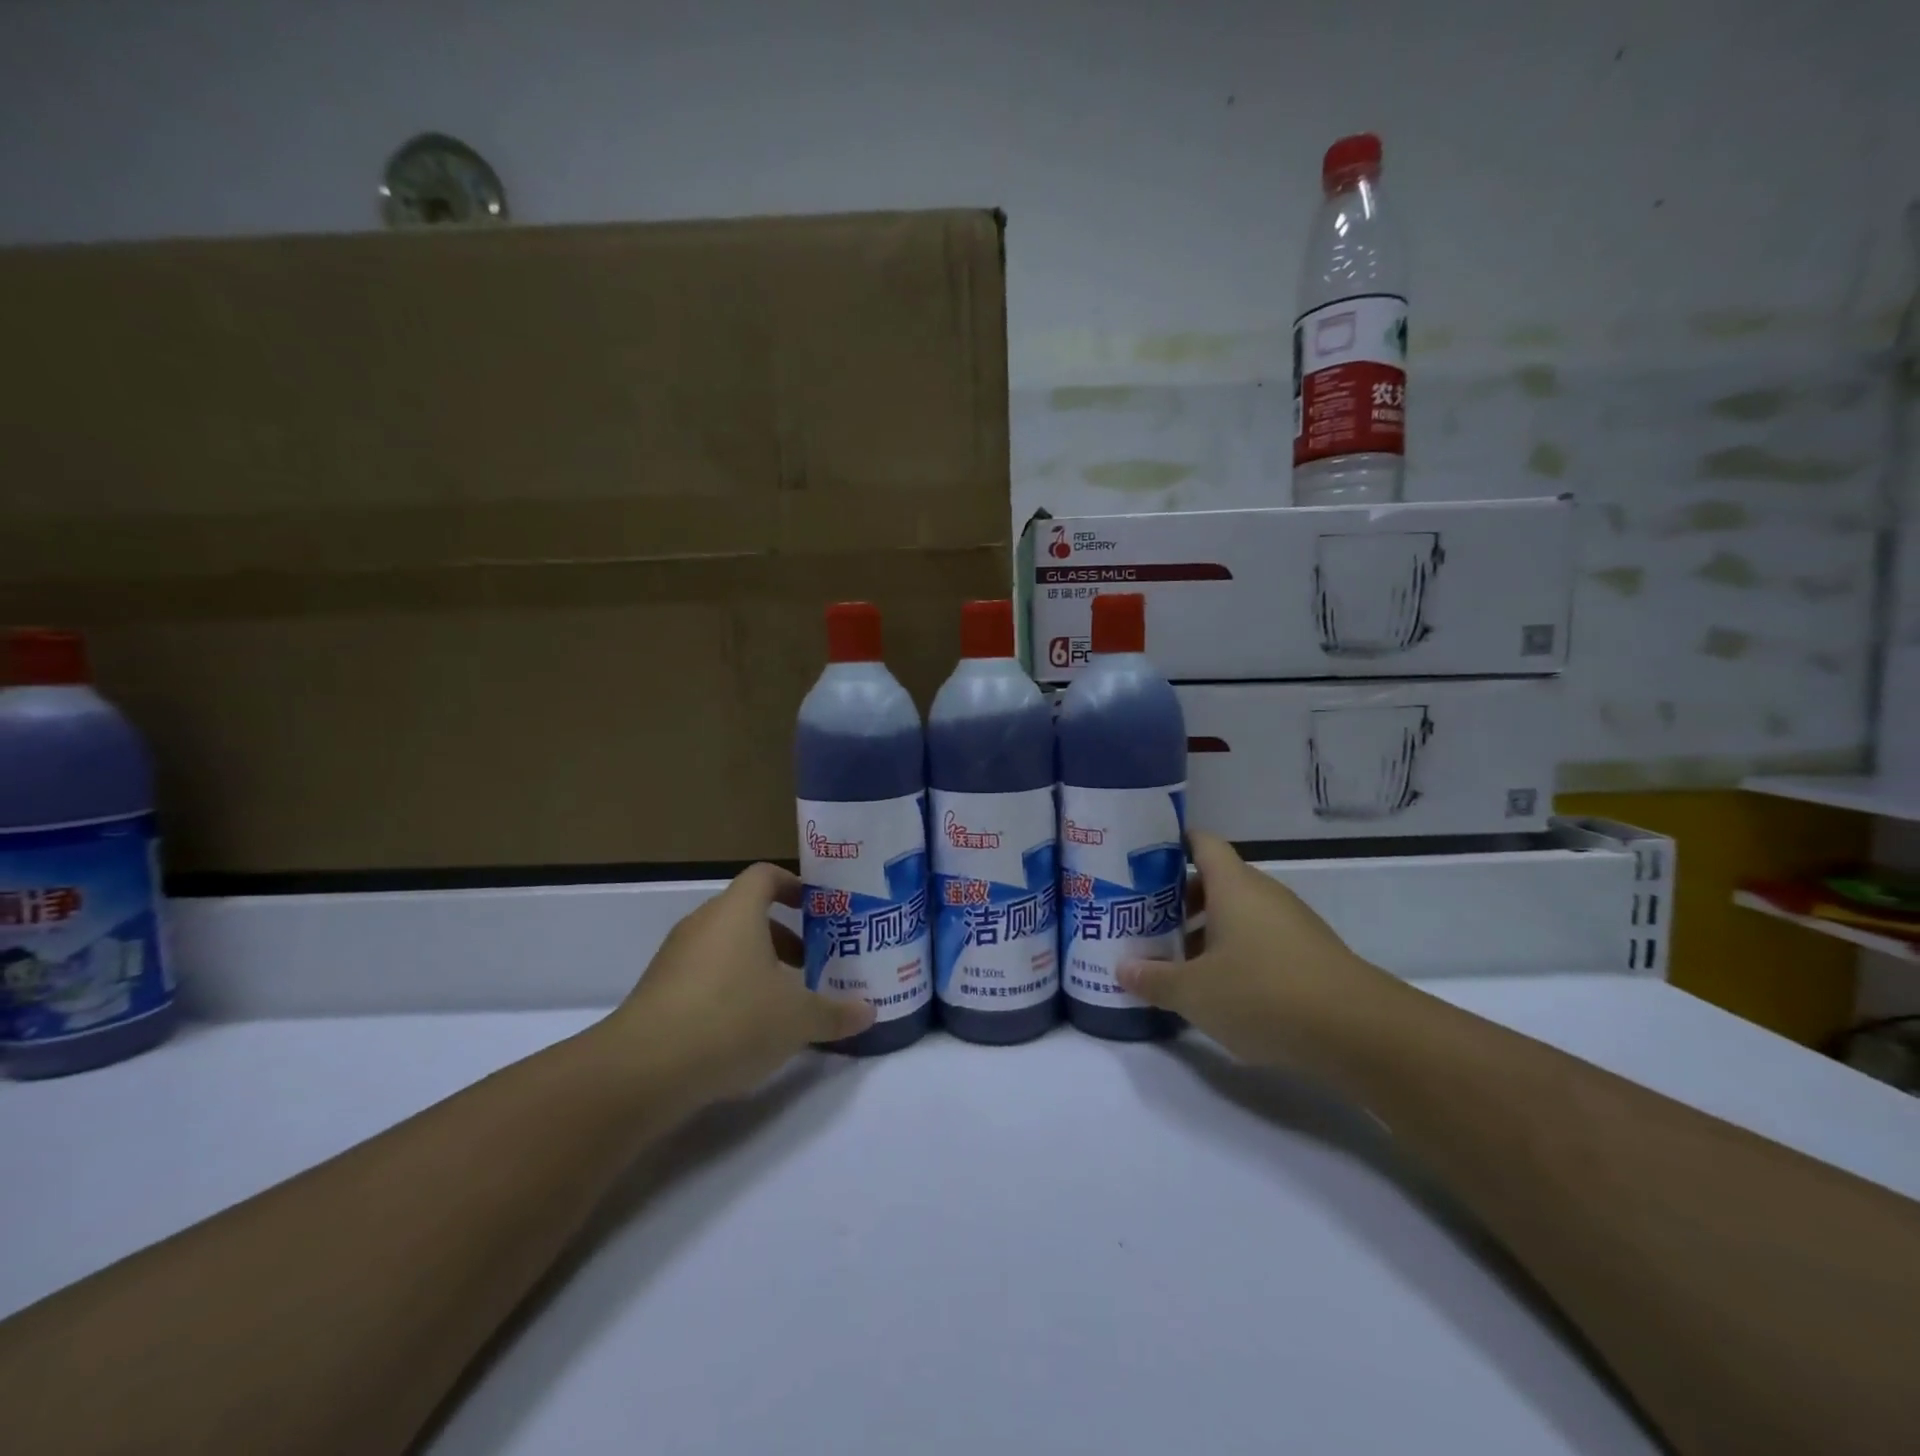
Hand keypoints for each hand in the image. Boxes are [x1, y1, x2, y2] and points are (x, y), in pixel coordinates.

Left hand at [594, 863, 874, 1106]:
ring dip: (757, 965)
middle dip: (783, 936)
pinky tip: (746, 1029)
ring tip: (784, 1002)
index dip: (794, 885)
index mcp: (737, 912)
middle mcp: (703, 924)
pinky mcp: (657, 992)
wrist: (643, 1070)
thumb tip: (869, 1012)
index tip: (817, 908)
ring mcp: (675, 958)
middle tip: (812, 964)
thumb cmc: (731, 1020)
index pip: (766, 875)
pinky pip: (703, 976)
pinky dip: (729, 989)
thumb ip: (835, 1012)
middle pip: (747, 914)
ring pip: (725, 947)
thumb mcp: (797, 1019)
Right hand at [1118, 831, 1396, 1069]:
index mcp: (1233, 886)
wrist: (1359, 1033)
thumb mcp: (1194, 993)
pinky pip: (1260, 941)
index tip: (1141, 861)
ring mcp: (1291, 924)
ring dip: (1206, 932)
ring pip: (1238, 915)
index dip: (1172, 845)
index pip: (1202, 843)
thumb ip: (1154, 979)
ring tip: (1175, 961)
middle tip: (1145, 921)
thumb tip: (1122, 969)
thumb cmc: (1263, 994)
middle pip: (1215, 882)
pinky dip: (1235, 954)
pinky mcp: (1309, 956)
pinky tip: (1219, 989)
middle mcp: (1263, 894)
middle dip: (1179, 900)